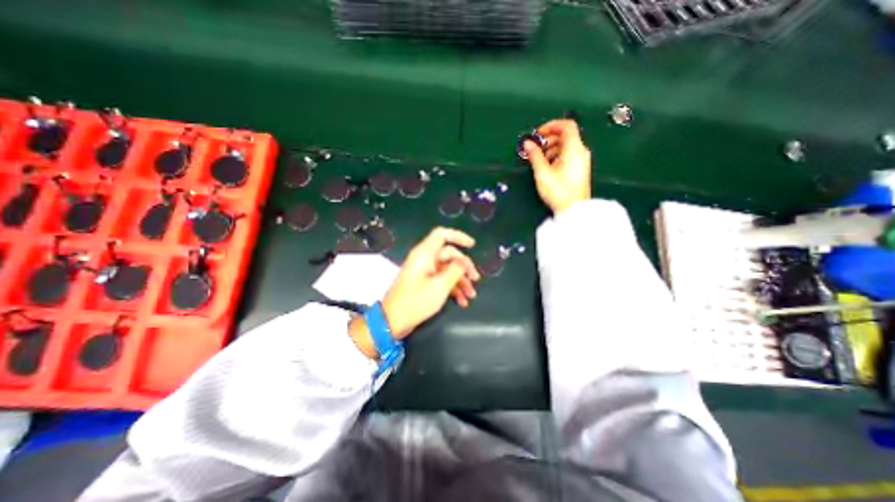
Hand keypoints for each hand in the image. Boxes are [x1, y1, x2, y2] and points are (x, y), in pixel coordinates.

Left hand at [385, 228, 482, 339]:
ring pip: (447, 269)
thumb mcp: (440, 286)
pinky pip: (442, 280)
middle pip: (449, 255)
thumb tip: (464, 262)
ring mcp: (424, 271)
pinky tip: (462, 301)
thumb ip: (456, 270)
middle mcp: (424, 259)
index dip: (458, 236)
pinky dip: (452, 288)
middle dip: (464, 267)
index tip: (472, 245)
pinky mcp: (424, 283)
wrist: (393, 321)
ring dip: (461, 281)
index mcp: (425, 254)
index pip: (442, 234)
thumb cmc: (416, 301)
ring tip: (471, 295)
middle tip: (476, 280)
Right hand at [521, 120, 593, 217]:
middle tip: (535, 149)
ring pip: (566, 146)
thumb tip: (528, 143)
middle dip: (548, 139)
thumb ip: (534, 155)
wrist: (574, 210)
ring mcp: (582, 161)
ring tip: (539, 160)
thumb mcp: (542, 172)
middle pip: (566, 136)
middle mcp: (581, 151)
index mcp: (574, 149)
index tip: (537, 134)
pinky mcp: (580, 169)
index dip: (551, 126)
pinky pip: (568, 155)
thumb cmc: (558, 191)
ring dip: (551, 148)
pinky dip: (557, 156)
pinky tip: (548, 167)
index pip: (567, 125)